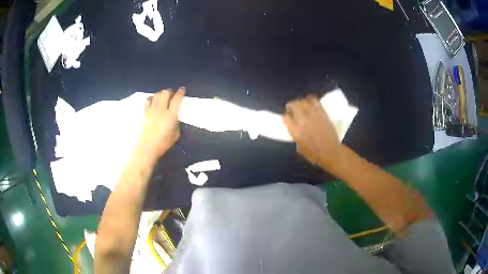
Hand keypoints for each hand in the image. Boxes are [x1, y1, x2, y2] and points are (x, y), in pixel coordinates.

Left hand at [138, 87, 184, 159]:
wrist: (147, 148)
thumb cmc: (163, 143)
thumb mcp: (176, 135)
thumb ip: (176, 124)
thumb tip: (175, 118)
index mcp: (171, 115)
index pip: (177, 99)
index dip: (180, 92)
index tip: (182, 89)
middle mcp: (161, 109)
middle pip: (165, 93)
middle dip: (169, 91)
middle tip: (171, 94)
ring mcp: (151, 110)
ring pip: (156, 95)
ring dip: (160, 94)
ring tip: (162, 97)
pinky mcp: (144, 113)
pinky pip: (147, 101)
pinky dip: (151, 99)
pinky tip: (152, 102)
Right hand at [283, 95, 340, 170]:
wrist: (330, 152)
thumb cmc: (314, 154)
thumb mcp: (299, 147)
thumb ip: (295, 135)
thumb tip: (295, 128)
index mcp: (295, 130)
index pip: (285, 117)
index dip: (285, 116)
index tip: (287, 117)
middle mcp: (302, 120)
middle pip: (293, 105)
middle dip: (291, 105)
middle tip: (292, 108)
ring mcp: (313, 115)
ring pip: (303, 101)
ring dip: (300, 102)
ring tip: (301, 105)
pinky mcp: (322, 112)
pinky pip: (314, 101)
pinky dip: (311, 99)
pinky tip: (310, 102)